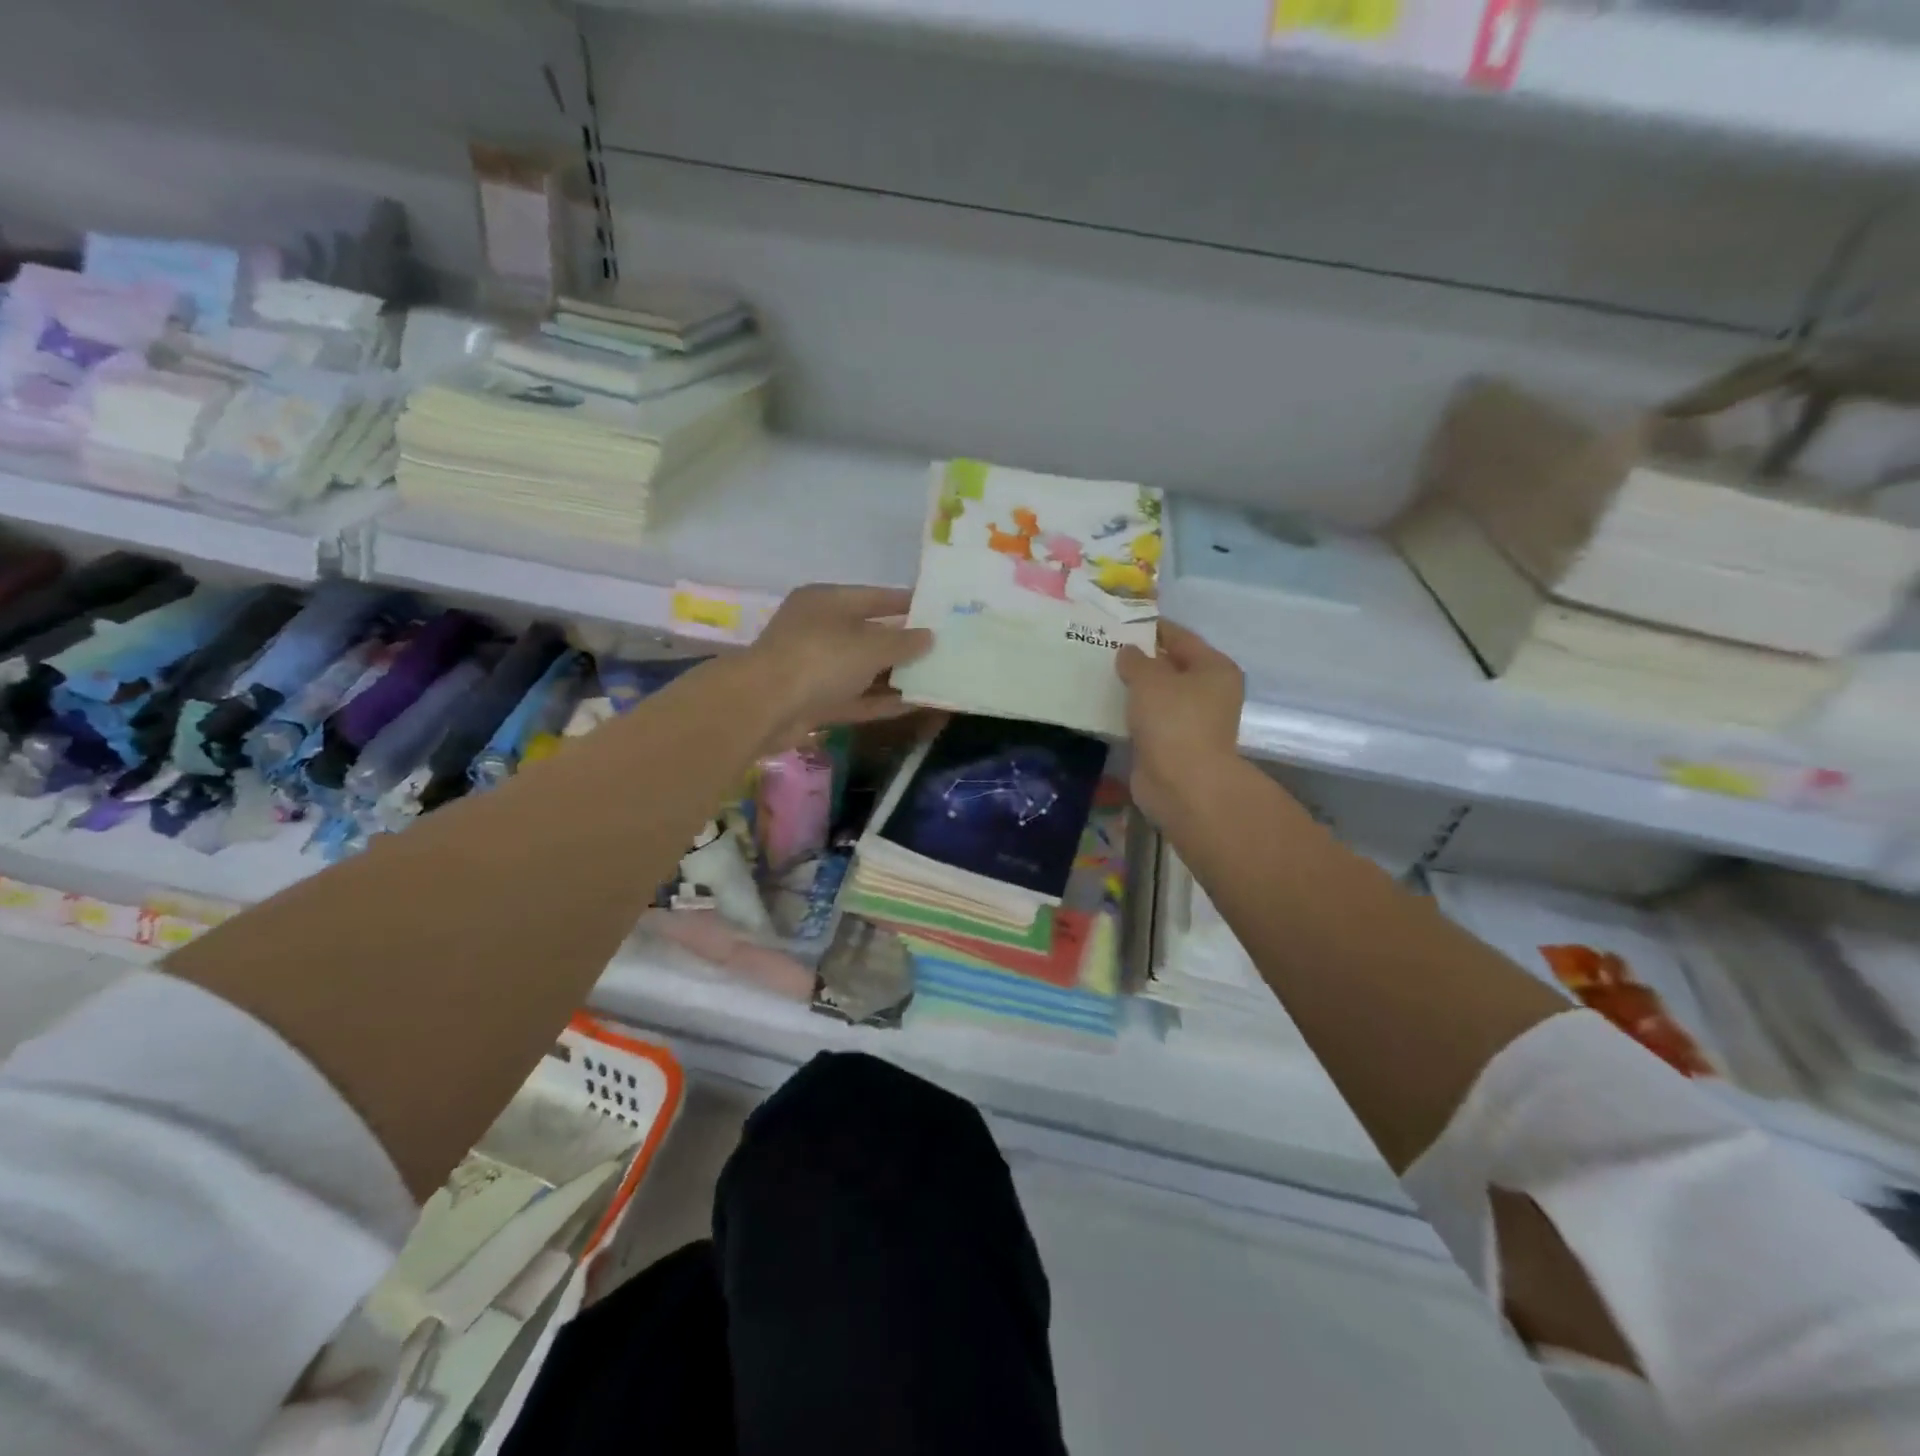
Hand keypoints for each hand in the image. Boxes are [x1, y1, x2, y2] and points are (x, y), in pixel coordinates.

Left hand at [744, 584, 932, 745]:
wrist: (765, 707)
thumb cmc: (819, 659)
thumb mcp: (869, 646)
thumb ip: (903, 642)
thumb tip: (929, 637)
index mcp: (827, 602)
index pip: (875, 597)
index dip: (907, 603)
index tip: (939, 611)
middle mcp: (821, 631)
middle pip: (871, 634)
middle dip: (906, 643)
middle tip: (945, 648)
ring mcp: (817, 668)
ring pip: (865, 670)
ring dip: (898, 676)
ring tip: (938, 678)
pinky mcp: (817, 702)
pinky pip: (858, 698)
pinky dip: (884, 701)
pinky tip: (918, 704)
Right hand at [1115, 620, 1245, 827]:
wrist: (1182, 784)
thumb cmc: (1173, 720)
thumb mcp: (1150, 679)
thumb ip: (1136, 660)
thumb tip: (1129, 652)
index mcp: (1215, 668)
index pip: (1180, 637)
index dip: (1151, 628)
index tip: (1120, 622)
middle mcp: (1210, 692)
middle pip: (1171, 667)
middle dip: (1140, 660)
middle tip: (1104, 648)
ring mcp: (1193, 721)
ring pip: (1158, 696)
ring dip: (1134, 689)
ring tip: (1100, 675)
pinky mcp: (1174, 745)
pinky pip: (1149, 721)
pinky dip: (1132, 715)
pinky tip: (1106, 707)